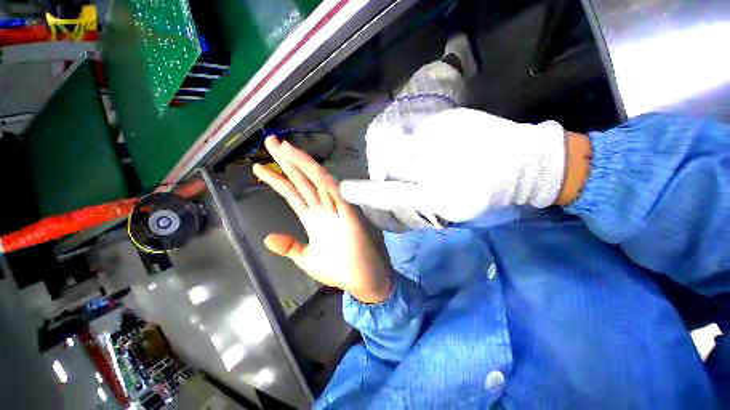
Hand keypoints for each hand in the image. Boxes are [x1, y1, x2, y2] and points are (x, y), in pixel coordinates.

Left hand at [252, 137, 391, 303]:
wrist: (359, 280)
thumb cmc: (336, 269)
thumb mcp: (306, 258)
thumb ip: (290, 246)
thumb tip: (269, 238)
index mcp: (312, 218)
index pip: (292, 193)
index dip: (276, 180)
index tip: (258, 167)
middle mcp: (322, 209)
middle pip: (302, 181)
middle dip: (286, 162)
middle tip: (270, 141)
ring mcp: (335, 209)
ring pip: (317, 181)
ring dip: (302, 164)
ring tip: (283, 148)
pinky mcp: (348, 213)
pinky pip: (335, 192)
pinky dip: (323, 179)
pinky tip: (309, 167)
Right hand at [339, 108, 571, 221]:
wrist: (527, 163)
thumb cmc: (490, 191)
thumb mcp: (456, 207)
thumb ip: (425, 200)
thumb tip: (400, 191)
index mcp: (439, 195)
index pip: (393, 194)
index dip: (367, 192)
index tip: (345, 189)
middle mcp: (436, 168)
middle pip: (394, 164)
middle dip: (391, 167)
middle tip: (407, 170)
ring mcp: (442, 140)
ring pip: (405, 146)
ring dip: (408, 153)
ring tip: (428, 157)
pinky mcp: (449, 121)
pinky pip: (421, 132)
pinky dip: (424, 140)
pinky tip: (441, 145)